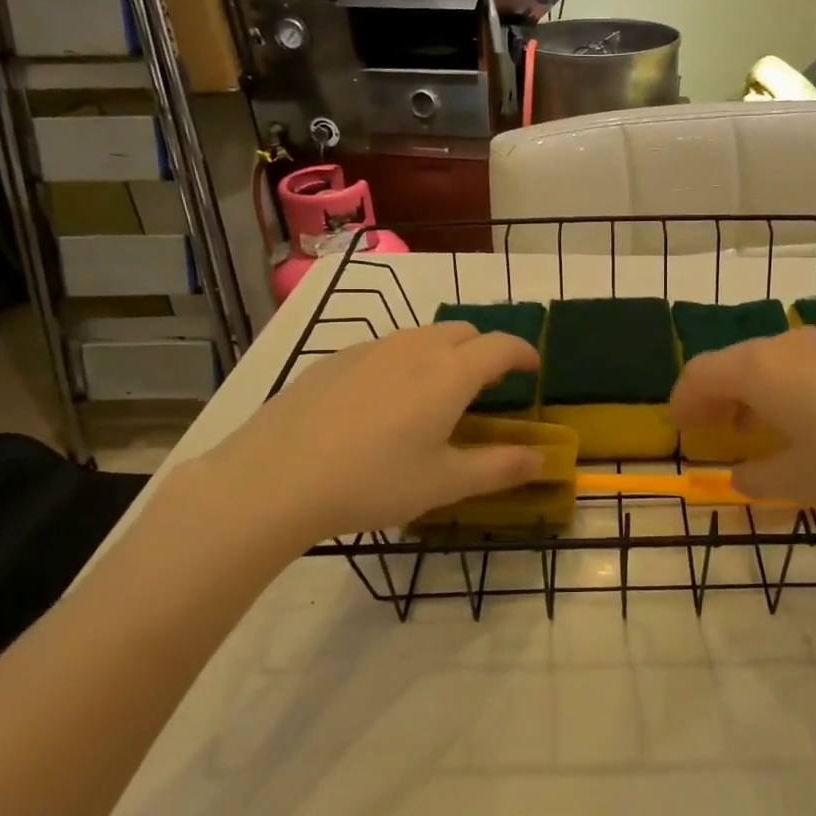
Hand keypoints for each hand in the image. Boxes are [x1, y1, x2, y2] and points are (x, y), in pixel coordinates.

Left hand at [170, 323, 545, 549]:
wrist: (274, 479)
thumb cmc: (372, 481)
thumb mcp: (444, 483)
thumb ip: (500, 468)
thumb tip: (542, 459)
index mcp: (450, 373)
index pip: (501, 346)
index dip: (524, 352)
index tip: (533, 368)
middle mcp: (414, 348)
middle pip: (463, 332)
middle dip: (485, 350)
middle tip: (487, 386)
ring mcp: (369, 349)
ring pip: (422, 336)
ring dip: (444, 353)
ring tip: (437, 392)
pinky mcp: (333, 360)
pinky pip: (385, 348)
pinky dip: (404, 362)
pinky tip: (384, 402)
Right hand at [669, 325, 815, 516]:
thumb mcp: (802, 481)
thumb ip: (758, 479)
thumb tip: (740, 477)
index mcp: (759, 370)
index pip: (700, 374)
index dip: (683, 402)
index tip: (680, 430)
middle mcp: (784, 346)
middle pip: (731, 363)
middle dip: (713, 397)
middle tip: (710, 432)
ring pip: (766, 362)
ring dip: (747, 393)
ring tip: (752, 430)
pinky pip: (798, 365)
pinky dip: (781, 388)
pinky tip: (802, 420)